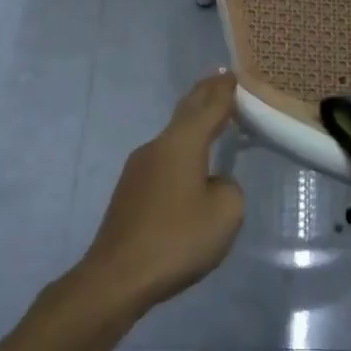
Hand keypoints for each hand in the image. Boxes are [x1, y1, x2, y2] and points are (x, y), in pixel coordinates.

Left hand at [75, 73, 244, 318]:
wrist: (117, 277)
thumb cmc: (177, 240)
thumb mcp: (225, 213)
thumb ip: (229, 187)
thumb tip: (214, 182)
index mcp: (182, 144)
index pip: (209, 106)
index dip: (224, 90)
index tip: (233, 73)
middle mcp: (158, 146)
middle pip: (186, 112)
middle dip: (205, 95)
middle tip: (220, 79)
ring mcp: (139, 168)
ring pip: (173, 136)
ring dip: (193, 124)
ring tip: (211, 119)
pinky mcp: (130, 191)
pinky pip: (164, 158)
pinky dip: (183, 149)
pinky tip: (190, 165)